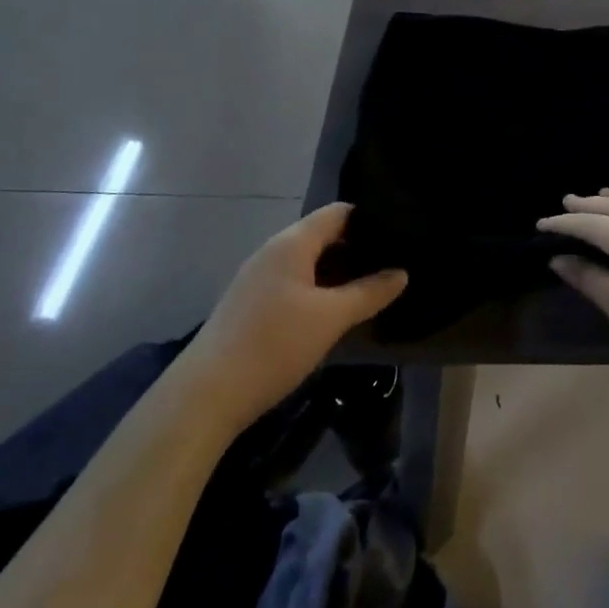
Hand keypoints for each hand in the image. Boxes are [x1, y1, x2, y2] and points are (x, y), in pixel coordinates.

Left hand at [191, 203, 406, 427]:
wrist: (207, 394)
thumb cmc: (274, 344)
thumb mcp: (331, 318)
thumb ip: (369, 292)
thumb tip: (401, 273)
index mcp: (292, 243)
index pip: (338, 213)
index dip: (370, 219)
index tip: (400, 234)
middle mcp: (274, 251)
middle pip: (324, 235)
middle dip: (358, 248)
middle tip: (395, 264)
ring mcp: (259, 277)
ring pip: (309, 262)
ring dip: (340, 272)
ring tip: (374, 287)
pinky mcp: (252, 303)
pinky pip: (295, 282)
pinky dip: (320, 288)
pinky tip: (338, 310)